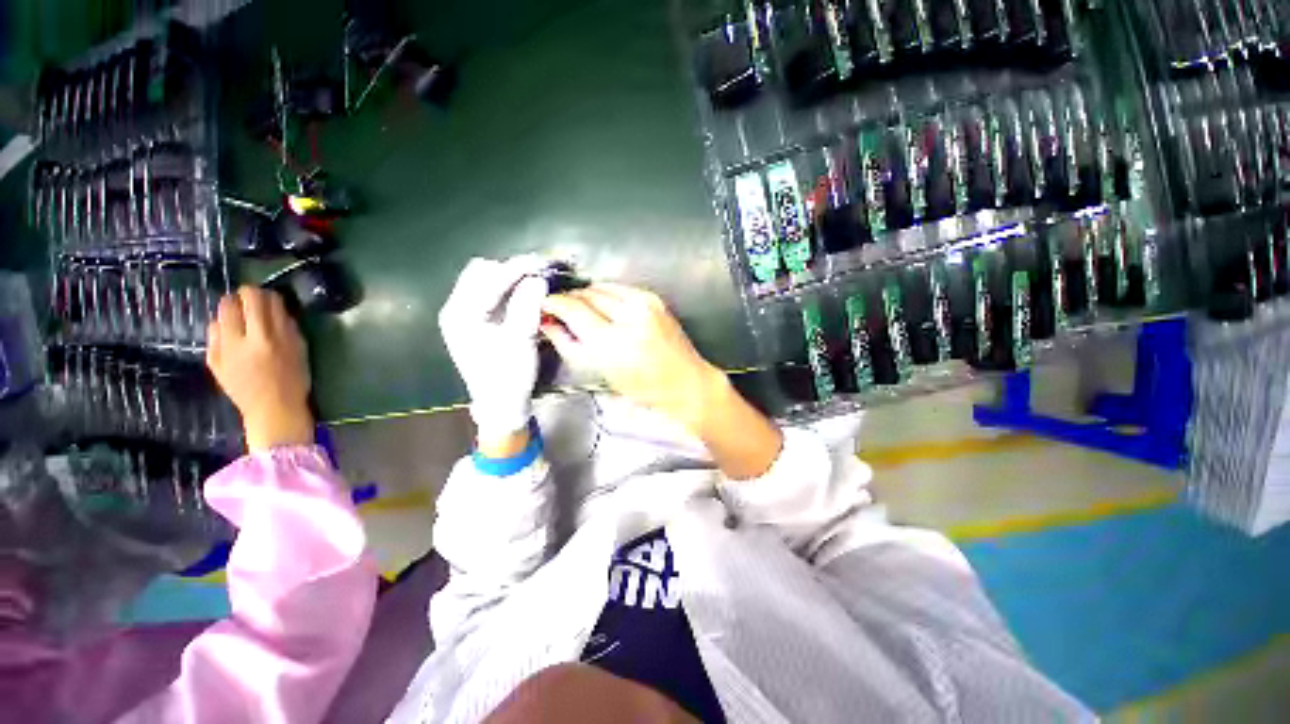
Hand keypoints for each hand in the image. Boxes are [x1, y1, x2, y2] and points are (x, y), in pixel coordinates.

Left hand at [206, 287, 313, 451]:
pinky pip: (213, 334)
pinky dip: (223, 331)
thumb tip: (276, 307)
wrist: (272, 410)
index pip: (257, 298)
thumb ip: (287, 326)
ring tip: (243, 324)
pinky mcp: (212, 359)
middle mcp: (240, 339)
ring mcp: (222, 350)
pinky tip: (234, 340)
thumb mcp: (300, 349)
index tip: (271, 299)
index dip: (264, 294)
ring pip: (219, 315)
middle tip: (253, 307)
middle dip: (243, 299)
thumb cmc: (294, 379)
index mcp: (267, 337)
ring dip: (231, 314)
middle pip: (232, 301)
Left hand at [439, 256, 548, 446]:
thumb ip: (527, 306)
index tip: (543, 263)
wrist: (501, 404)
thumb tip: (538, 278)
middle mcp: (456, 309)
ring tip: (534, 284)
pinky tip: (524, 296)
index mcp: (460, 314)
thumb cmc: (509, 376)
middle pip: (482, 272)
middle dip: (512, 270)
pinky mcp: (474, 321)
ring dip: (510, 278)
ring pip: (485, 280)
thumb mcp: (520, 341)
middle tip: (540, 276)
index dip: (518, 267)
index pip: (490, 278)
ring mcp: (463, 314)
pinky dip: (508, 289)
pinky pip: (489, 293)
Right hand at [539, 284, 726, 432]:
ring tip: (583, 310)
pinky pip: (619, 288)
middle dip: (570, 299)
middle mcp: (628, 316)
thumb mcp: (600, 371)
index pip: (573, 309)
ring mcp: (644, 303)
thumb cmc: (643, 387)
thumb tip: (549, 323)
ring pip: (602, 286)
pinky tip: (605, 308)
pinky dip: (606, 294)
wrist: (685, 381)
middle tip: (561, 309)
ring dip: (587, 295)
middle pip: (587, 293)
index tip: (545, 306)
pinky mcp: (654, 298)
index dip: (554, 304)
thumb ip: (569, 344)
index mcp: (612, 341)